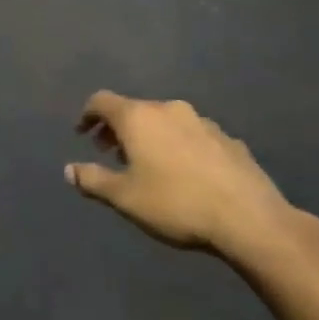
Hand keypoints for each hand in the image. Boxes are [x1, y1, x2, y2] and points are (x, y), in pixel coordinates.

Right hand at [66, 92, 297, 257]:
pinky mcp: (229, 140)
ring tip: (148, 165)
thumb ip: (93, 180)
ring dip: (151, 137)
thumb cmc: (175, 204)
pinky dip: (179, 146)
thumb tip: (69, 170)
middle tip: (111, 153)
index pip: (102, 101)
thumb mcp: (124, 198)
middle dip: (118, 129)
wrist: (249, 218)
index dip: (87, 115)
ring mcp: (203, 122)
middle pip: (135, 110)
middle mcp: (169, 109)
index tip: (82, 133)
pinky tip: (185, 174)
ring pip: (166, 121)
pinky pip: (193, 136)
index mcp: (139, 118)